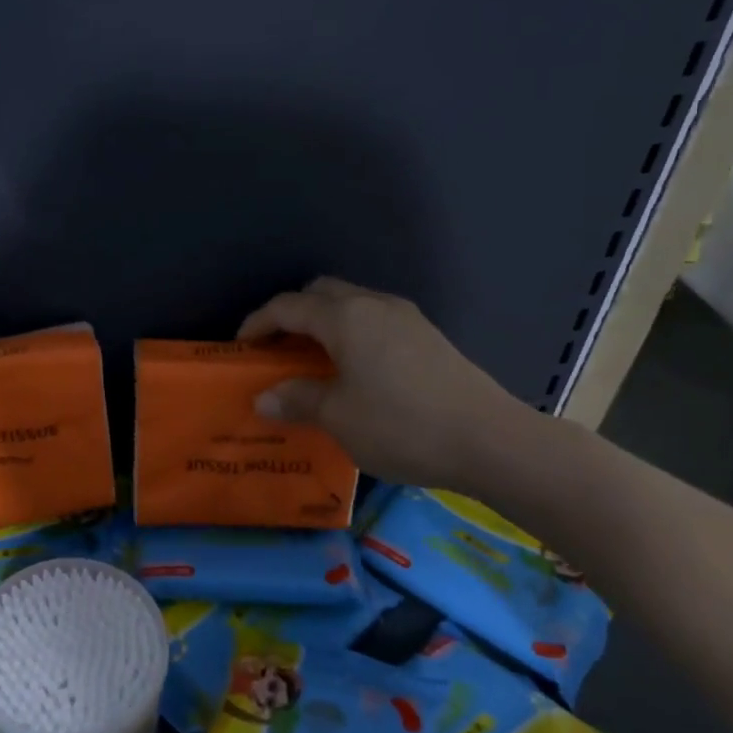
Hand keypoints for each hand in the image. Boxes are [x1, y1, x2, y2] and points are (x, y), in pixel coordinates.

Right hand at [238, 277, 530, 491]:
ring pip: (351, 304)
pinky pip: (374, 320)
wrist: (491, 440)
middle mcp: (374, 304)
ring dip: (324, 323)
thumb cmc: (402, 426)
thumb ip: (297, 400)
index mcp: (345, 317)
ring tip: (313, 362)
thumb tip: (263, 397)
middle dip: (292, 315)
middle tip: (278, 350)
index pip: (288, 306)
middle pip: (321, 293)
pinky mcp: (427, 336)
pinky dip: (351, 333)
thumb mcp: (338, 418)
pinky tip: (354, 370)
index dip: (258, 323)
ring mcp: (406, 317)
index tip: (241, 348)